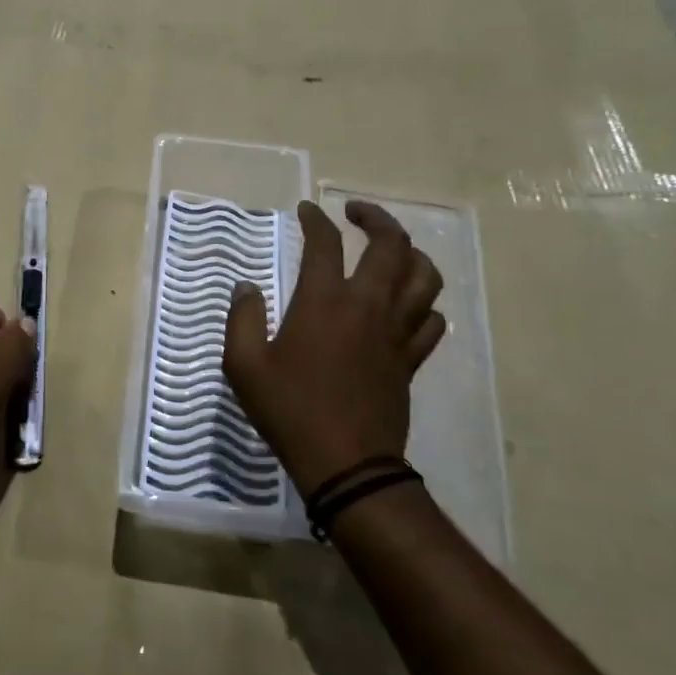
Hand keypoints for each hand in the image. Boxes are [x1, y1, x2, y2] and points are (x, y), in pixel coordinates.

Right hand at [223, 200, 445, 494]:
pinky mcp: (411, 359)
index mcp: (324, 302)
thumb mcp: (244, 366)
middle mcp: (368, 306)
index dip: (316, 219)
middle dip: (376, 218)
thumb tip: (246, 288)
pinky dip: (425, 302)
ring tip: (392, 249)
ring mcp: (396, 332)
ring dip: (411, 253)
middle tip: (356, 212)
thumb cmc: (290, 410)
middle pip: (391, 245)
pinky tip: (409, 303)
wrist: (346, 464)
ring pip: (424, 276)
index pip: (326, 243)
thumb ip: (242, 319)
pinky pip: (432, 319)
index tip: (306, 210)